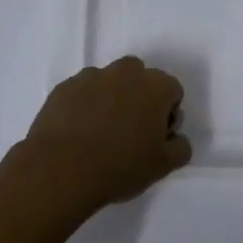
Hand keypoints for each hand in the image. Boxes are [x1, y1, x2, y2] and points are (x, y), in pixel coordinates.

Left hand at [22, 57, 191, 207]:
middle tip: (129, 132)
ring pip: (109, 83)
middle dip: (139, 99)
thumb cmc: (120, 166)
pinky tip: (77, 133)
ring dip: (110, 100)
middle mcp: (125, 72)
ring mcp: (91, 76)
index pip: (172, 92)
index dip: (167, 115)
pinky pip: (82, 92)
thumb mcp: (164, 165)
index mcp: (155, 86)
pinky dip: (84, 106)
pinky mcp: (64, 87)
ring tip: (99, 134)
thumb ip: (180, 147)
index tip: (155, 137)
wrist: (61, 170)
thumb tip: (176, 138)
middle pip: (140, 79)